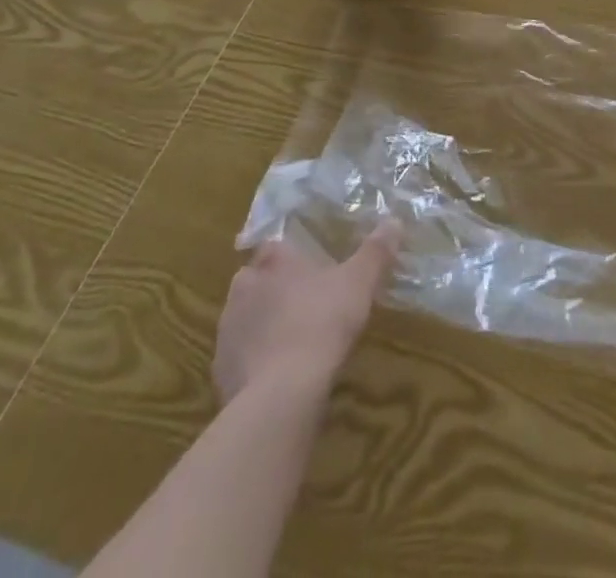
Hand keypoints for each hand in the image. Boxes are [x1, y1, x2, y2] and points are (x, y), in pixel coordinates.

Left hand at [213, 222, 400, 404]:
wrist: (281, 393)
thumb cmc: (322, 322)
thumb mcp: (360, 283)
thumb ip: (376, 252)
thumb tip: (394, 221)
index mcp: (274, 262)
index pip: (273, 245)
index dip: (288, 254)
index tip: (304, 263)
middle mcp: (244, 287)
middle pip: (255, 279)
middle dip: (273, 287)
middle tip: (302, 300)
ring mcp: (228, 330)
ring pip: (244, 317)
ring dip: (262, 322)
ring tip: (292, 337)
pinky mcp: (221, 370)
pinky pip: (239, 355)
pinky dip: (254, 358)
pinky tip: (277, 372)